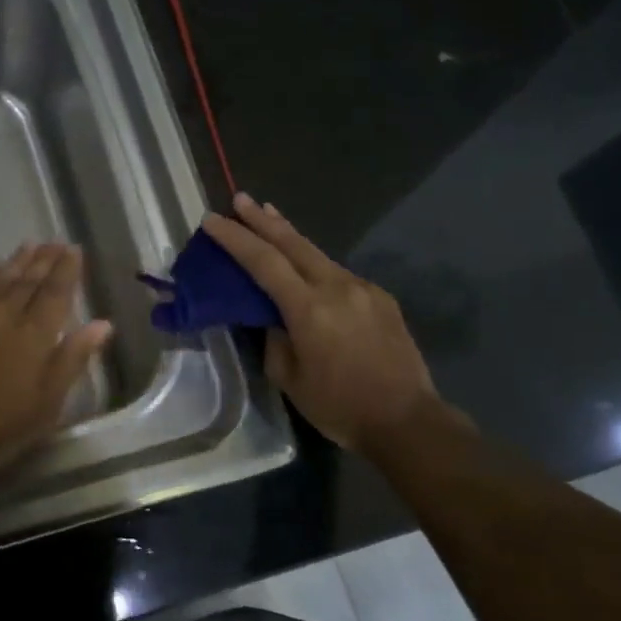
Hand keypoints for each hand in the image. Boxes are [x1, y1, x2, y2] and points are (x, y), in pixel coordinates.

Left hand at [0, 242, 112, 489]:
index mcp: (34, 335)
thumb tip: (103, 324)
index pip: (56, 293)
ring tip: (29, 245)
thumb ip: (72, 359)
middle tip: (55, 241)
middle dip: (44, 259)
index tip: (74, 249)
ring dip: (16, 261)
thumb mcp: (45, 405)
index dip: (67, 270)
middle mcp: (3, 314)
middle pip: (28, 280)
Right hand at [202, 196, 439, 455]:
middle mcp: (337, 287)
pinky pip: (340, 275)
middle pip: (293, 243)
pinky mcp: (381, 299)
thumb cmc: (339, 406)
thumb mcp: (289, 379)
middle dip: (263, 219)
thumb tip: (274, 317)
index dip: (235, 238)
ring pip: (318, 255)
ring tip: (270, 217)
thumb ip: (275, 339)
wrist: (407, 421)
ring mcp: (364, 289)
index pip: (263, 261)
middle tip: (241, 198)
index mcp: (309, 308)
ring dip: (290, 237)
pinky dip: (316, 266)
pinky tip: (309, 273)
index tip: (212, 220)